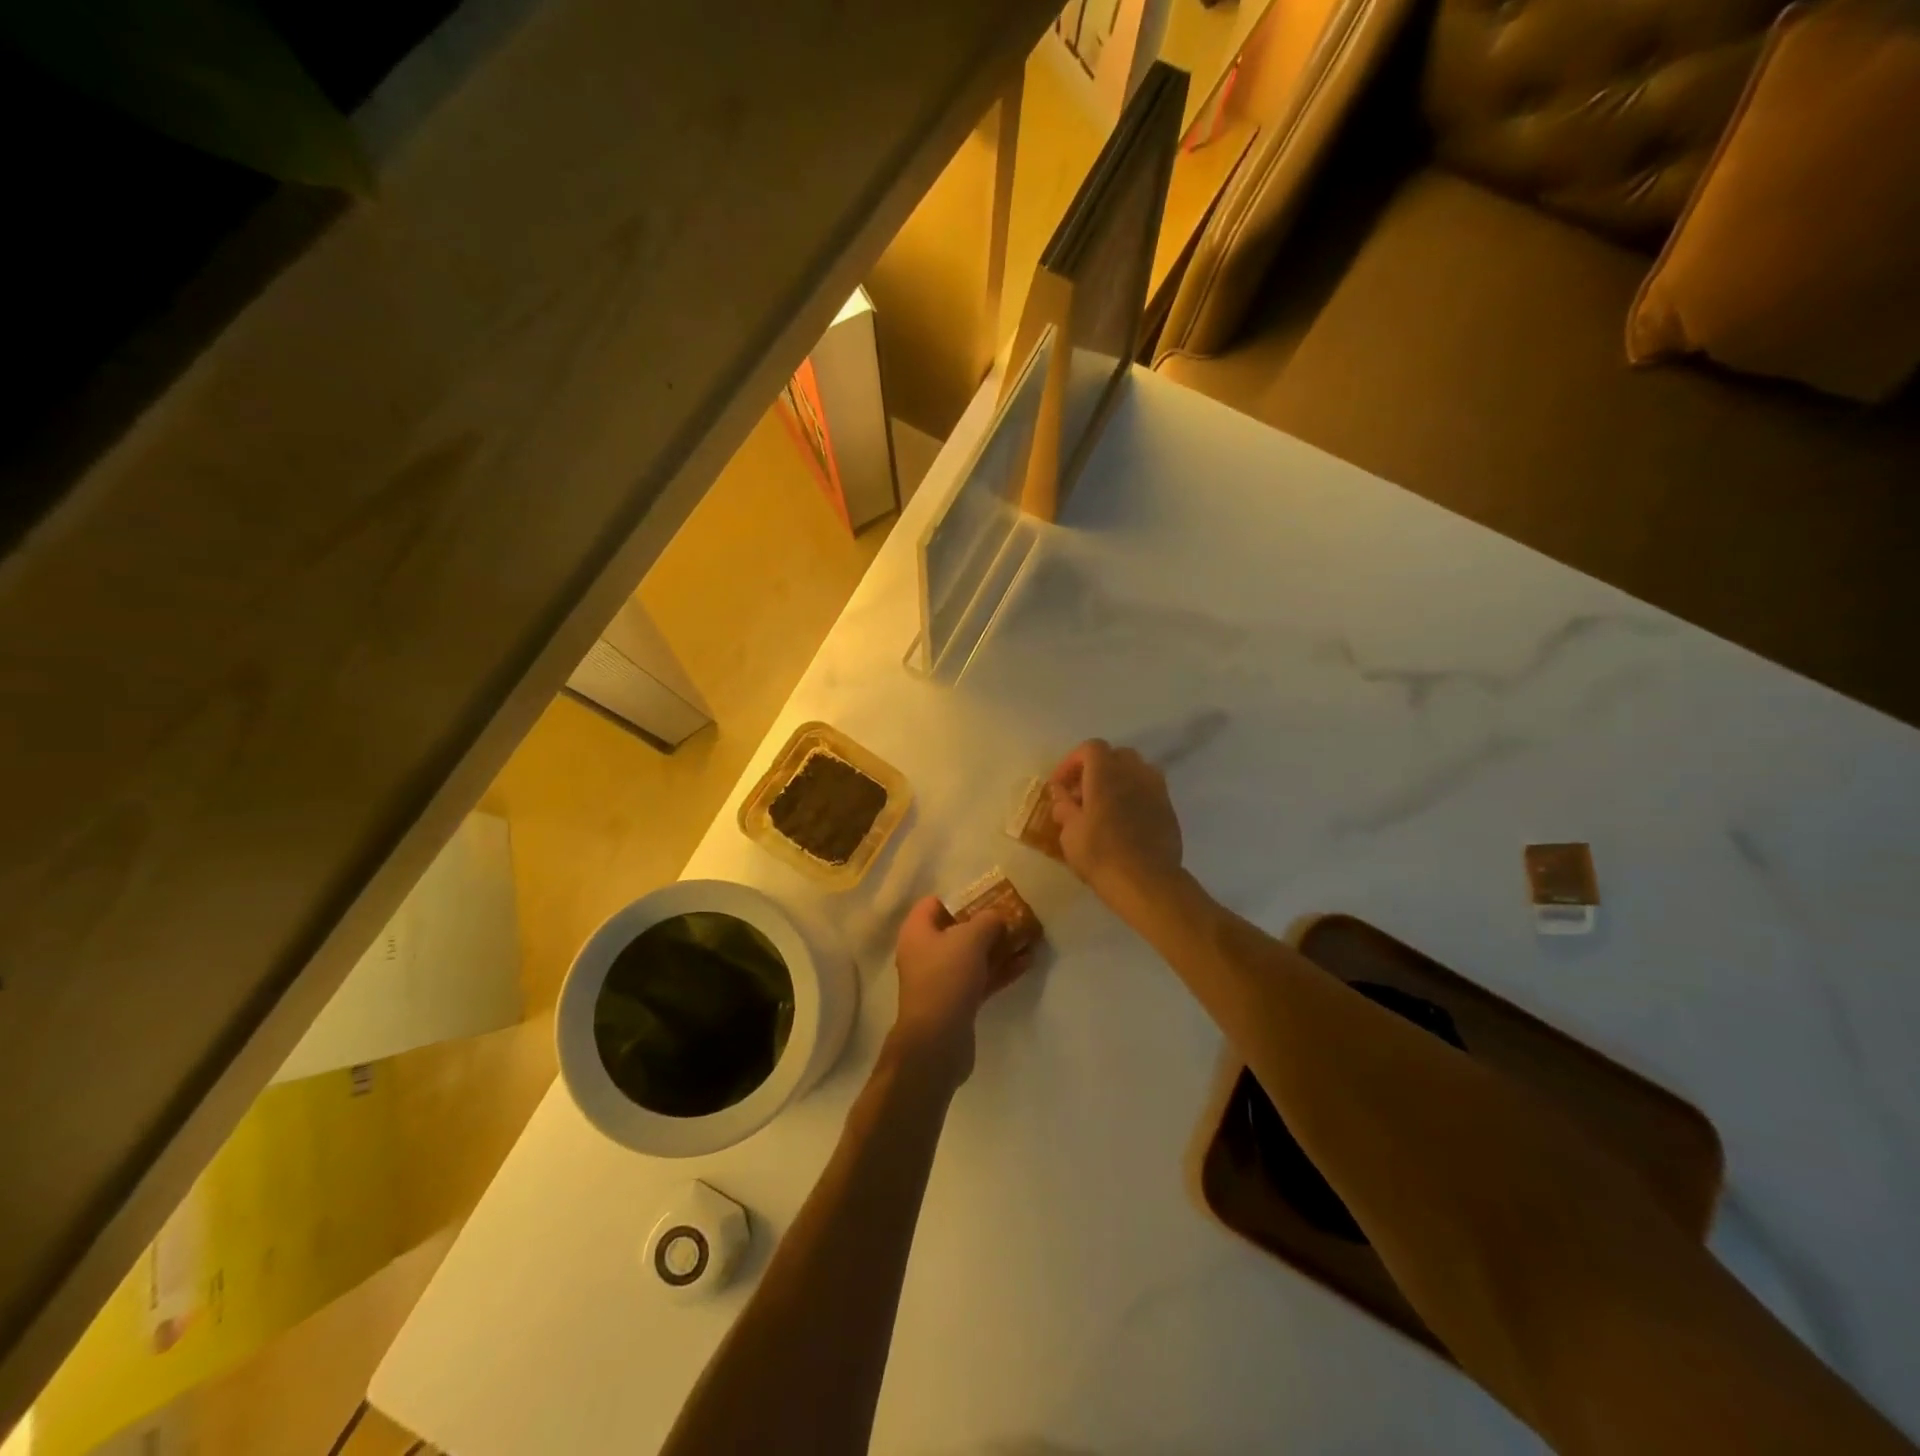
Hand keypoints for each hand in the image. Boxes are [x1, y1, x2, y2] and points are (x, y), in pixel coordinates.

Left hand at [890, 895, 1034, 1081]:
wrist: (937, 1041)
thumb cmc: (947, 977)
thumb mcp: (970, 939)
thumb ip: (987, 921)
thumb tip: (997, 917)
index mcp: (917, 931)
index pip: (935, 903)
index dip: (961, 897)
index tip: (988, 897)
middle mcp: (925, 952)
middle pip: (957, 930)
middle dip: (987, 923)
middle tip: (1015, 916)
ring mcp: (941, 979)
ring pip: (972, 956)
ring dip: (999, 947)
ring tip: (1029, 938)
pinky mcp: (956, 1002)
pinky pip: (980, 978)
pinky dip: (1001, 970)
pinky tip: (1027, 963)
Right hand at [1048, 739, 1183, 908]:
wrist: (1146, 881)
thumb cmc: (1100, 854)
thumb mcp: (1070, 832)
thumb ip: (1064, 807)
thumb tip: (1062, 795)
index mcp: (1106, 773)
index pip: (1090, 748)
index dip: (1072, 762)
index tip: (1060, 785)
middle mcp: (1134, 773)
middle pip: (1116, 755)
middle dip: (1097, 769)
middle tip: (1082, 793)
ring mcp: (1156, 790)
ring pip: (1136, 771)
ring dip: (1118, 780)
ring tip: (1105, 805)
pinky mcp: (1168, 809)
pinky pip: (1149, 791)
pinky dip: (1134, 796)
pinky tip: (1124, 820)